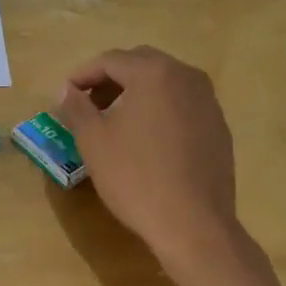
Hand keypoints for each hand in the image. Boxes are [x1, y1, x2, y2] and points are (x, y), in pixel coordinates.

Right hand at [55, 47, 245, 278]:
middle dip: (111, 79)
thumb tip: (67, 90)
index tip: (66, 94)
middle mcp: (186, 77)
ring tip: (116, 120)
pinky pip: (183, 104)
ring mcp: (208, 102)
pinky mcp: (219, 127)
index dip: (83, 74)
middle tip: (89, 104)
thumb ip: (76, 107)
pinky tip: (147, 139)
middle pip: (141, 64)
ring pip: (165, 83)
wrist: (193, 225)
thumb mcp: (93, 141)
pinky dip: (160, 109)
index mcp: (154, 73)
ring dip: (137, 92)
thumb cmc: (136, 177)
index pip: (111, 60)